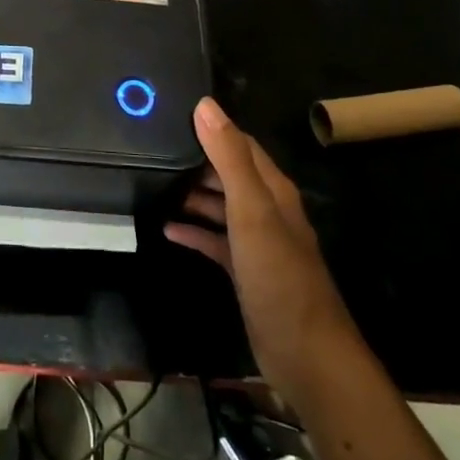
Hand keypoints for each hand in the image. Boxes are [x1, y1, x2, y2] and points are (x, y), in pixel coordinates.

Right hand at [166, 97, 356, 402]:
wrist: (306, 355)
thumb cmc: (278, 274)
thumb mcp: (251, 209)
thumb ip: (229, 157)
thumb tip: (204, 104)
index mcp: (273, 189)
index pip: (241, 144)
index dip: (211, 128)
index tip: (173, 115)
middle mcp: (267, 210)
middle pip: (229, 173)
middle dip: (196, 161)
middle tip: (153, 150)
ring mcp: (257, 243)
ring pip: (221, 206)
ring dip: (193, 195)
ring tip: (154, 185)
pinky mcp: (246, 272)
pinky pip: (215, 241)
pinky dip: (194, 232)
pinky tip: (167, 230)